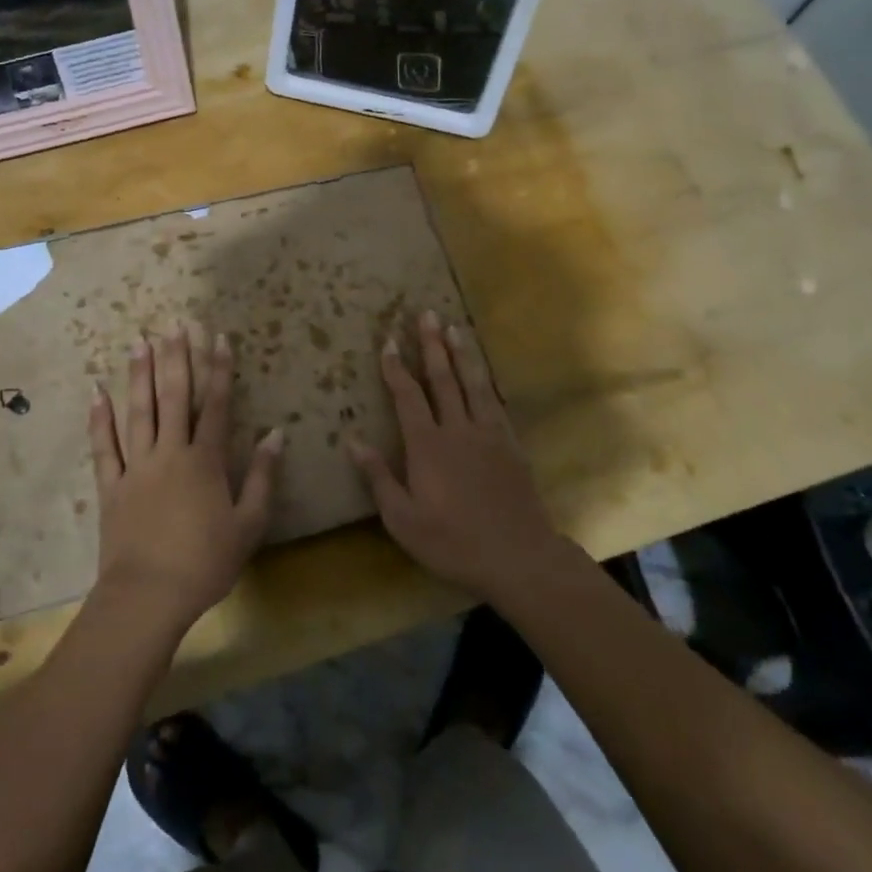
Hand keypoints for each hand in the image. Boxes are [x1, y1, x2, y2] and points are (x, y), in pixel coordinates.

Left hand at [89, 323, 281, 631]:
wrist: (149, 596)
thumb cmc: (205, 563)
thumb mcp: (249, 524)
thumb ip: (263, 476)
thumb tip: (276, 433)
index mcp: (205, 461)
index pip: (216, 405)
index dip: (219, 370)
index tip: (219, 338)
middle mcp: (170, 453)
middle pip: (174, 397)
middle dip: (176, 358)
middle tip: (175, 324)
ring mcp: (137, 467)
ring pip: (138, 412)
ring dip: (140, 376)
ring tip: (140, 343)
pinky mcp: (112, 486)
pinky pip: (104, 446)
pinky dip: (100, 419)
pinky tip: (97, 392)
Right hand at [347, 311, 566, 604]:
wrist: (519, 556)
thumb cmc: (453, 543)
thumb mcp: (404, 520)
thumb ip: (379, 477)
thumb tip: (352, 440)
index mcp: (427, 446)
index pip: (408, 396)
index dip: (396, 367)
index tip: (388, 341)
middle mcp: (458, 429)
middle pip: (442, 378)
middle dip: (431, 345)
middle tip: (426, 314)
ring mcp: (488, 434)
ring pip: (473, 383)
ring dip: (461, 353)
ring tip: (454, 327)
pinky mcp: (510, 444)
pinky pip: (496, 402)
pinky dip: (486, 381)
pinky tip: (483, 372)